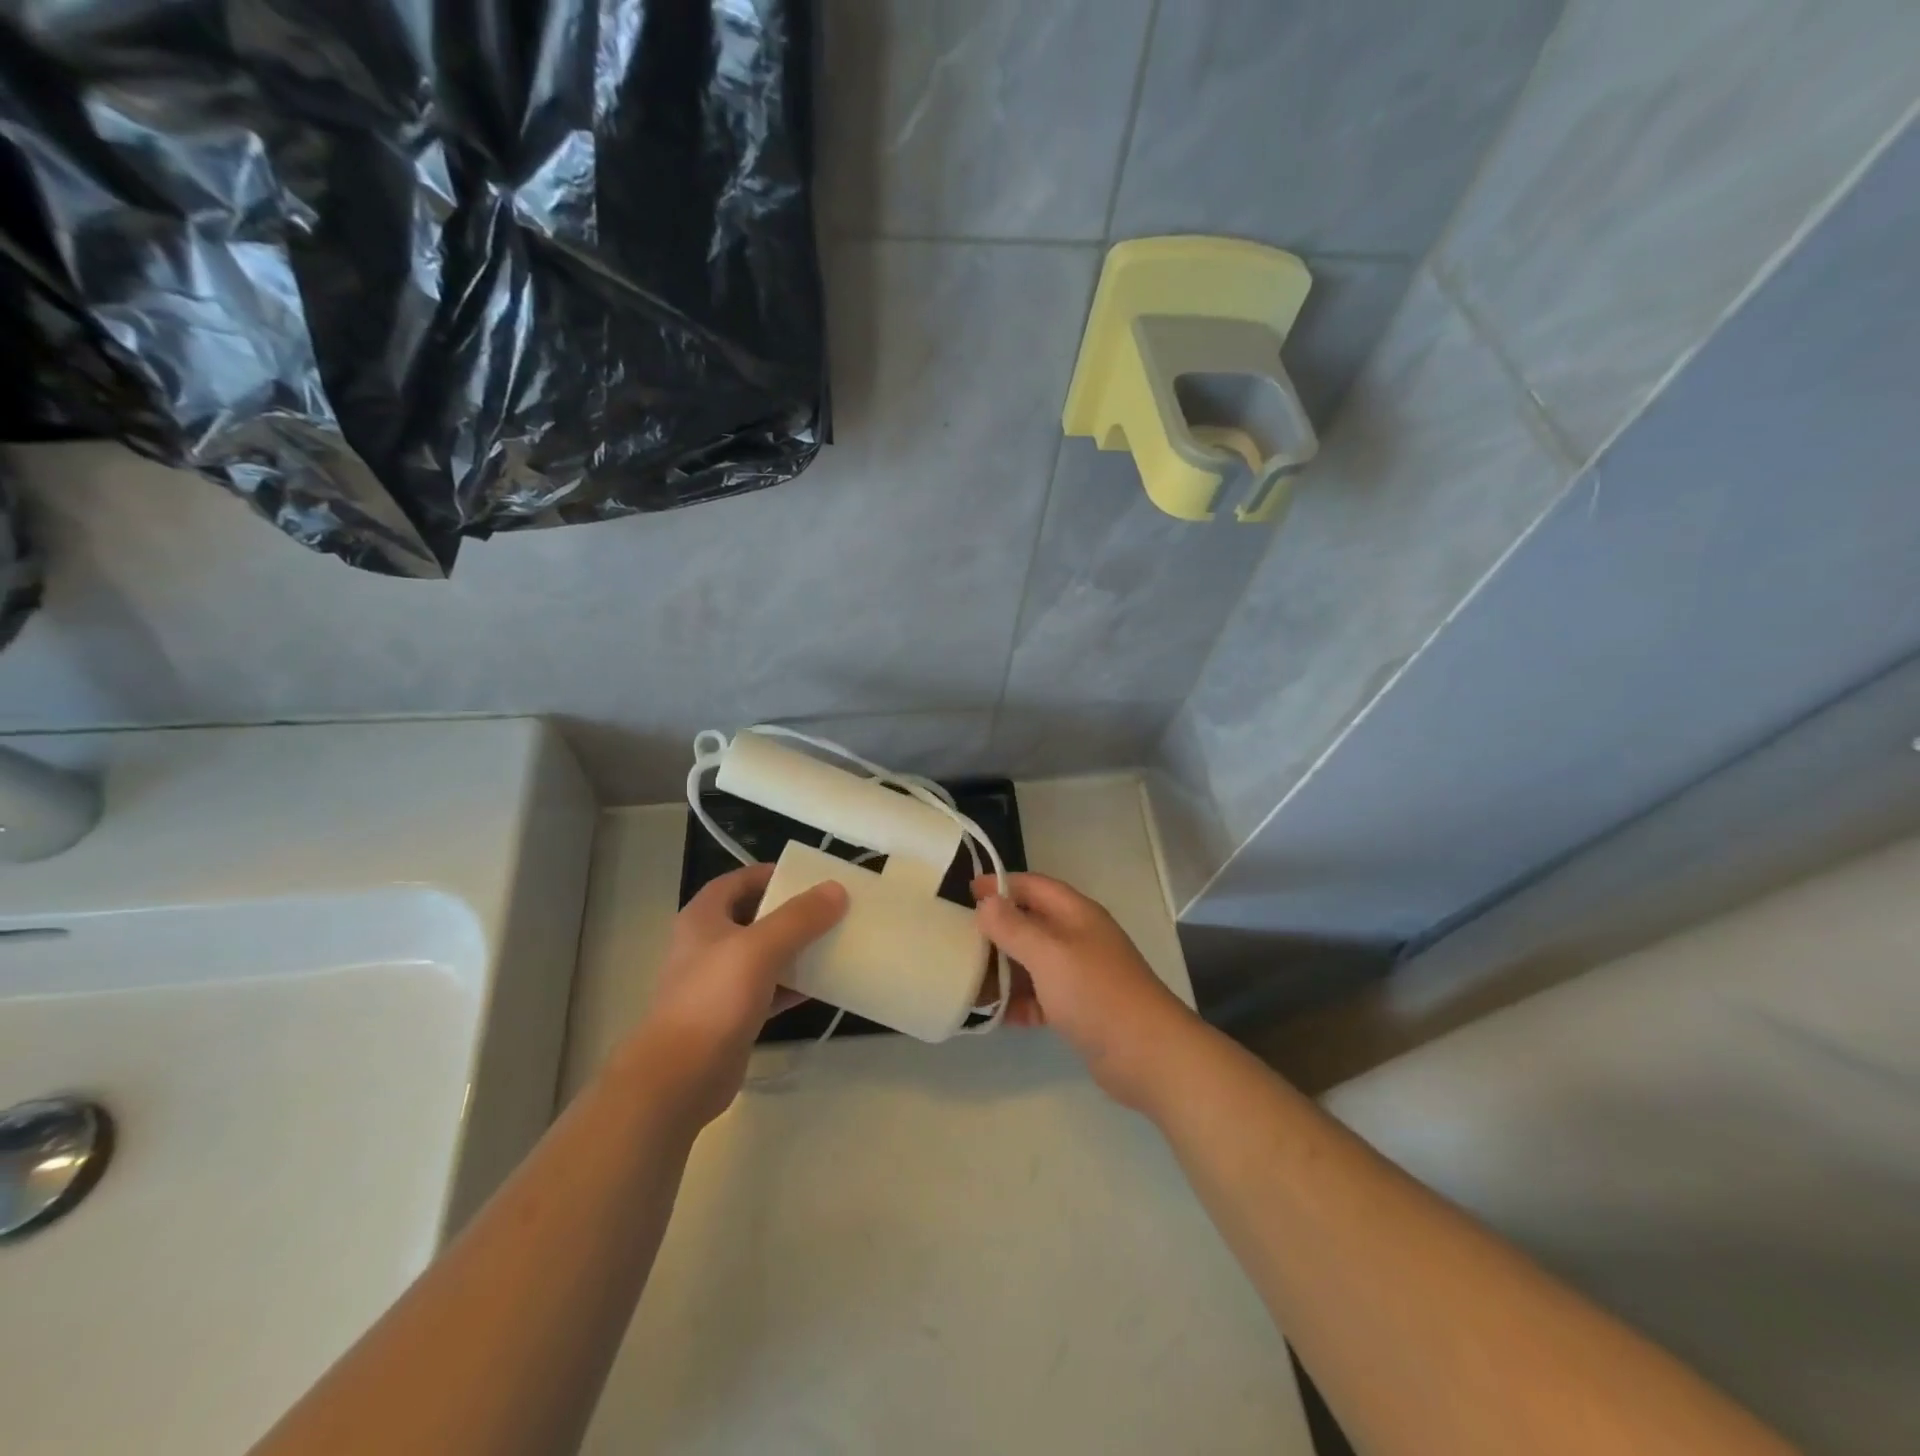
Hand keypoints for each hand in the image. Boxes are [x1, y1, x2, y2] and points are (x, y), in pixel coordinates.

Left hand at [631, 864, 846, 1124]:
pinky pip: (769, 989)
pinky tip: (824, 985)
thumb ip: (800, 917)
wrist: (680, 1077)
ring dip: (797, 948)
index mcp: (704, 918)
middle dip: (792, 911)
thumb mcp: (760, 948)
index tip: (811, 877)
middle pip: (755, 916)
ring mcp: (719, 982)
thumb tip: (836, 889)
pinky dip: (794, 985)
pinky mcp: (732, 1015)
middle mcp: (708, 944)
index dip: (772, 874)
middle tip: (831, 909)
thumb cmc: (714, 999)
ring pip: (764, 954)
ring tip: (835, 941)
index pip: (740, 880)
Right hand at [973, 873, 1195, 1108]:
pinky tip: (993, 1016)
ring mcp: (1079, 975)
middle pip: (1030, 924)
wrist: (1148, 1056)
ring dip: (1002, 971)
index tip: (966, 891)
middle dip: (995, 931)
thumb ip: (1014, 927)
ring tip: (965, 982)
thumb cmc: (1096, 994)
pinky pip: (1039, 997)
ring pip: (1031, 963)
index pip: (1033, 886)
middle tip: (956, 940)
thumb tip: (986, 901)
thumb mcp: (1049, 954)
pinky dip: (1018, 1003)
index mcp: (1076, 914)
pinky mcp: (1079, 1009)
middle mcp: (1078, 938)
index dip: (1001, 885)